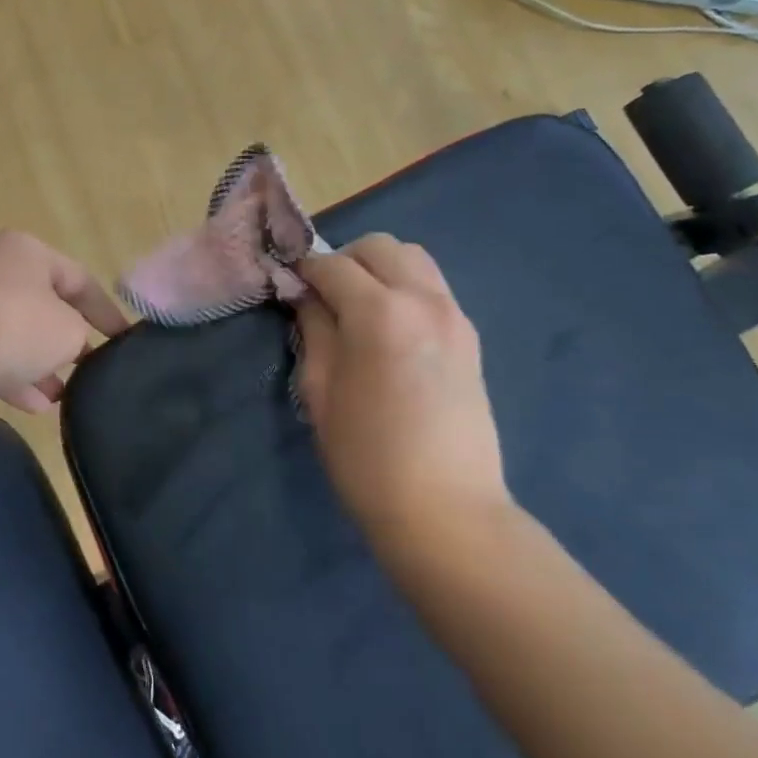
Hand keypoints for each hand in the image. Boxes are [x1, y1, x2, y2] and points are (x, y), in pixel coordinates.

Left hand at [0, 231, 128, 413]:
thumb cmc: (12, 324)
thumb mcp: (66, 331)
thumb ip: (78, 334)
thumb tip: (68, 342)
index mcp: (27, 251)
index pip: (78, 278)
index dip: (105, 311)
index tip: (123, 340)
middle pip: (39, 303)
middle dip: (63, 340)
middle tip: (84, 368)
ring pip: (8, 329)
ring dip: (35, 363)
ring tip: (59, 396)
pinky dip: (6, 373)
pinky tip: (29, 405)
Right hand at [294, 235, 510, 560]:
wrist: (446, 511)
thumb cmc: (367, 456)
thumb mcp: (320, 391)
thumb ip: (313, 330)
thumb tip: (306, 296)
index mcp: (379, 312)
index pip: (331, 264)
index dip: (303, 269)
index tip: (287, 284)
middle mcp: (422, 300)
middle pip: (379, 246)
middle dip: (345, 260)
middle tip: (324, 295)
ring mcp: (454, 315)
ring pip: (413, 258)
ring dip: (379, 269)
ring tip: (359, 307)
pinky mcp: (470, 336)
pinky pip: (433, 288)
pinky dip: (405, 288)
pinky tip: (389, 328)